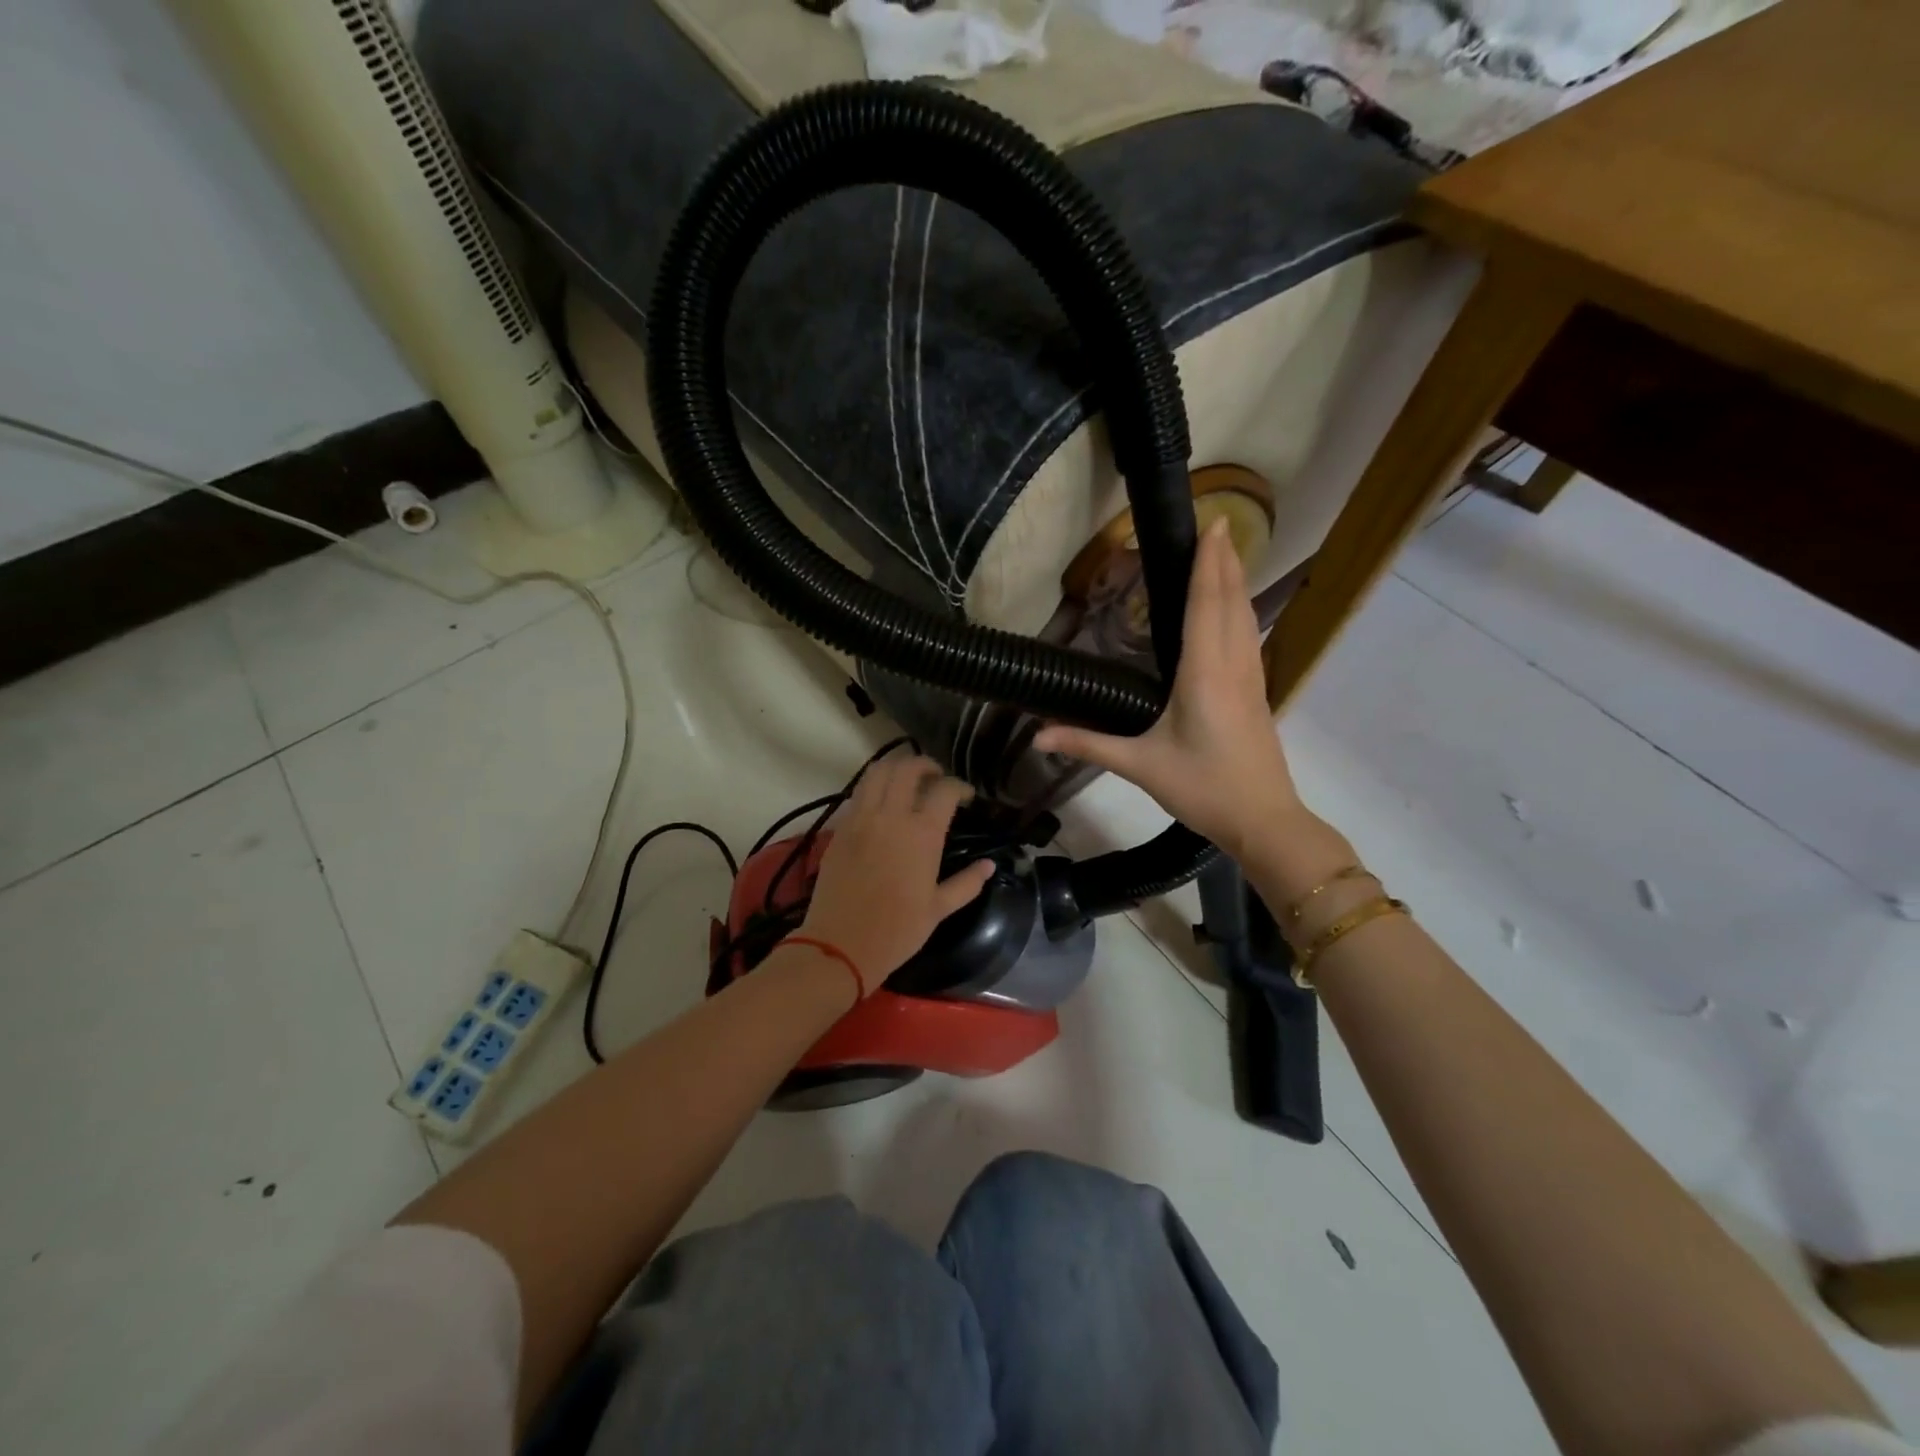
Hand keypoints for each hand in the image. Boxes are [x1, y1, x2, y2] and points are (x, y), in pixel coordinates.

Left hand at [799, 756, 996, 995]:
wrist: (840, 945)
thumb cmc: (897, 931)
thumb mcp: (939, 909)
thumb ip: (967, 883)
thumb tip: (989, 865)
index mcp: (922, 834)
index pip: (945, 790)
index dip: (959, 786)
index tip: (966, 796)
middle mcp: (891, 816)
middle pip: (907, 768)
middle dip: (926, 765)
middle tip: (936, 778)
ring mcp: (861, 819)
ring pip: (876, 772)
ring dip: (896, 768)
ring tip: (907, 780)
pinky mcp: (840, 828)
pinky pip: (858, 793)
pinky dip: (873, 786)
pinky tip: (882, 802)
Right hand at [1034, 519, 1307, 861]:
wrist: (1263, 820)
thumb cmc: (1203, 789)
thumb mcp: (1140, 766)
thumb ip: (1089, 745)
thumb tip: (1038, 736)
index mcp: (1204, 674)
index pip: (1206, 605)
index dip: (1208, 563)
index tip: (1213, 524)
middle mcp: (1232, 666)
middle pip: (1231, 602)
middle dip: (1225, 561)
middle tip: (1217, 525)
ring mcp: (1250, 679)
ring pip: (1245, 618)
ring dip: (1235, 582)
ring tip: (1226, 555)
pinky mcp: (1256, 693)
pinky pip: (1248, 638)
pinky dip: (1240, 611)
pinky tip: (1234, 611)